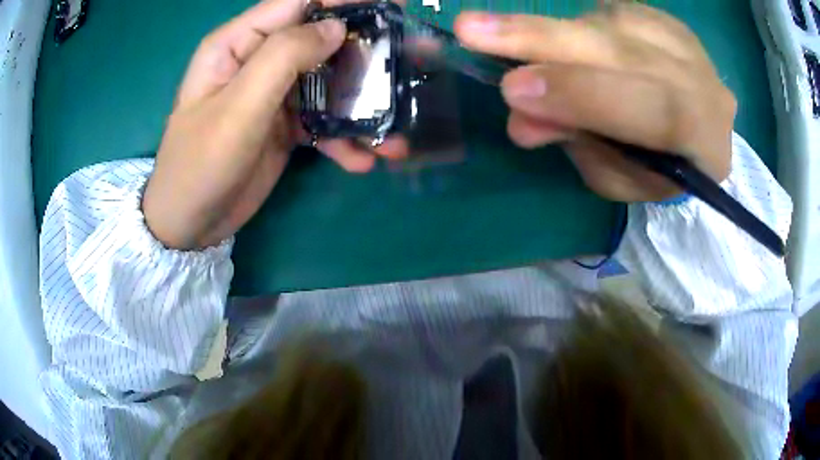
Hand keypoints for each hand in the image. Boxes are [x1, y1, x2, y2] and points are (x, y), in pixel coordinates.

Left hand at [143, 0, 403, 249]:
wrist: (189, 225)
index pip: (298, 3)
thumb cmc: (200, 163)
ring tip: (394, 132)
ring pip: (328, 83)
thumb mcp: (238, 107)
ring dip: (363, 105)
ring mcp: (273, 94)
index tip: (392, 3)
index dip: (344, 0)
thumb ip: (284, 58)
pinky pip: (322, 120)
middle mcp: (258, 61)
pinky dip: (344, 138)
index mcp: (238, 44)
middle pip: (320, 41)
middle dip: (366, 51)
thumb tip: (336, 27)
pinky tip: (362, 159)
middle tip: (412, 60)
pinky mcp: (284, 125)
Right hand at [455, 4, 735, 201]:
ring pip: (612, 23)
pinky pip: (613, 10)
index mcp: (703, 140)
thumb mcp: (620, 178)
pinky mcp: (669, 21)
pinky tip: (571, 41)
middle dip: (546, 39)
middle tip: (472, 30)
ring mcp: (688, 44)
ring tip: (519, 44)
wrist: (699, 135)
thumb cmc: (659, 172)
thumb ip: (579, 145)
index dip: (582, 93)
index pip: (650, 108)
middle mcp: (703, 83)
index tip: (512, 89)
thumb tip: (520, 117)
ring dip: (557, 34)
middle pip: (626, 50)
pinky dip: (580, 24)